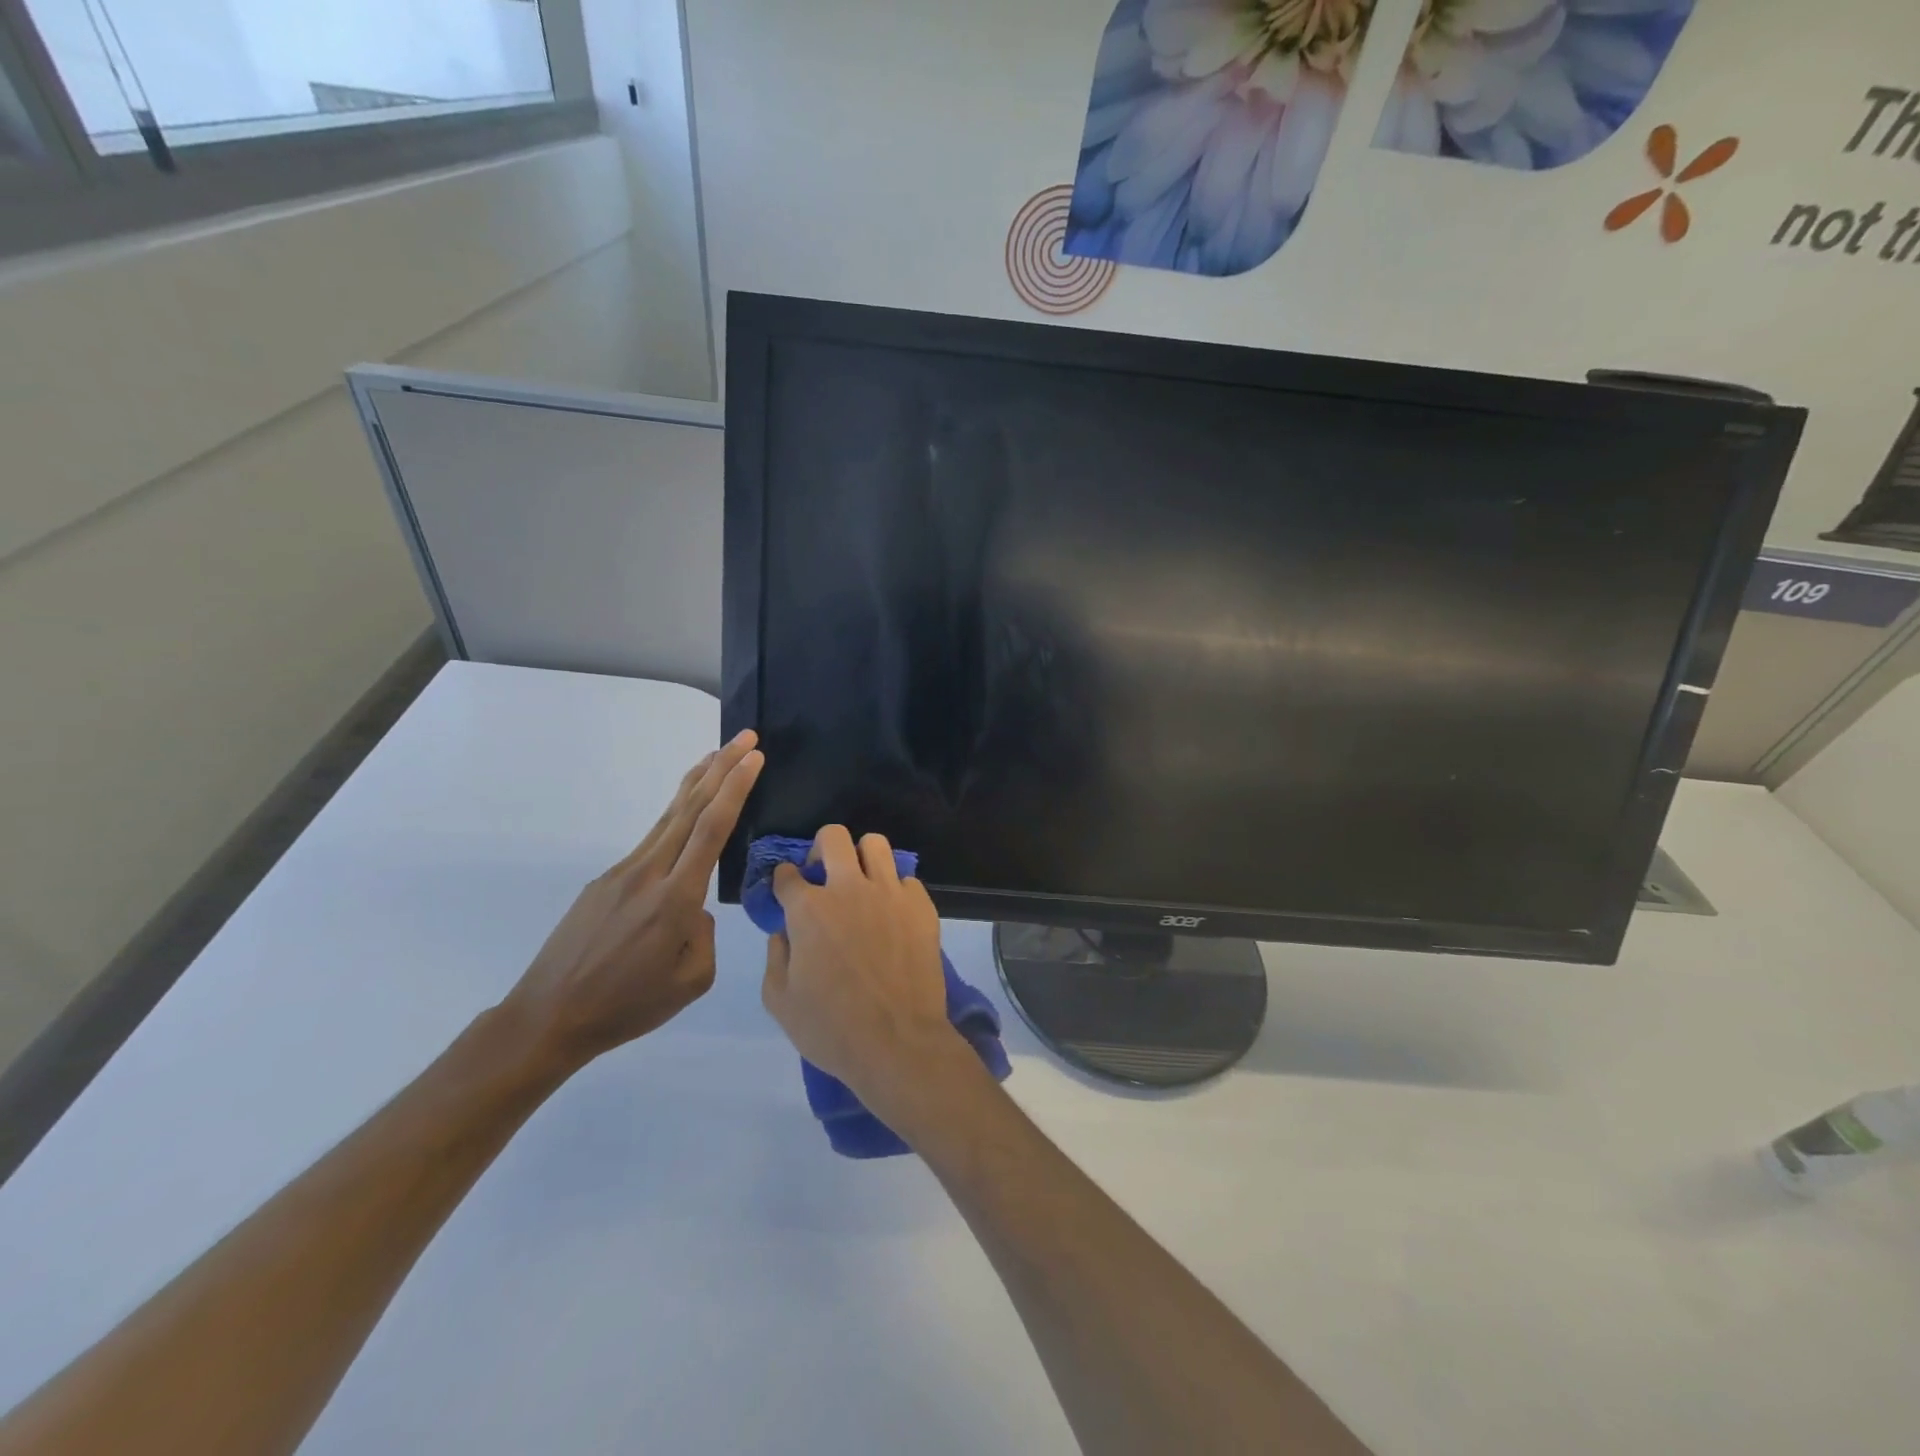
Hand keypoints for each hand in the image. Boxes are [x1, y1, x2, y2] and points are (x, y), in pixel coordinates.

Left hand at [500, 731, 763, 1075]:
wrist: (548, 1017)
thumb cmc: (627, 1006)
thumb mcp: (691, 982)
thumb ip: (704, 935)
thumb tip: (695, 910)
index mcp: (675, 899)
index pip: (712, 829)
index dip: (735, 788)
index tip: (754, 758)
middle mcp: (648, 873)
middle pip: (690, 808)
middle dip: (721, 768)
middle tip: (745, 738)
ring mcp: (622, 873)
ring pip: (667, 818)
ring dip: (697, 784)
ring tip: (717, 757)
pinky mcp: (605, 881)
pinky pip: (651, 842)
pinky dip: (675, 817)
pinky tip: (685, 818)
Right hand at [760, 826, 960, 1117]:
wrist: (898, 1043)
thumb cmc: (831, 1028)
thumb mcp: (780, 1001)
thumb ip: (775, 956)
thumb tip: (783, 932)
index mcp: (809, 909)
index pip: (786, 873)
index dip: (782, 881)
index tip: (786, 892)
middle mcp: (849, 889)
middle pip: (833, 837)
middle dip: (821, 849)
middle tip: (823, 875)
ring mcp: (890, 893)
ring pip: (875, 844)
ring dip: (862, 857)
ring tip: (860, 882)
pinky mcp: (921, 906)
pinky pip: (906, 879)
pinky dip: (895, 889)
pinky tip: (891, 913)